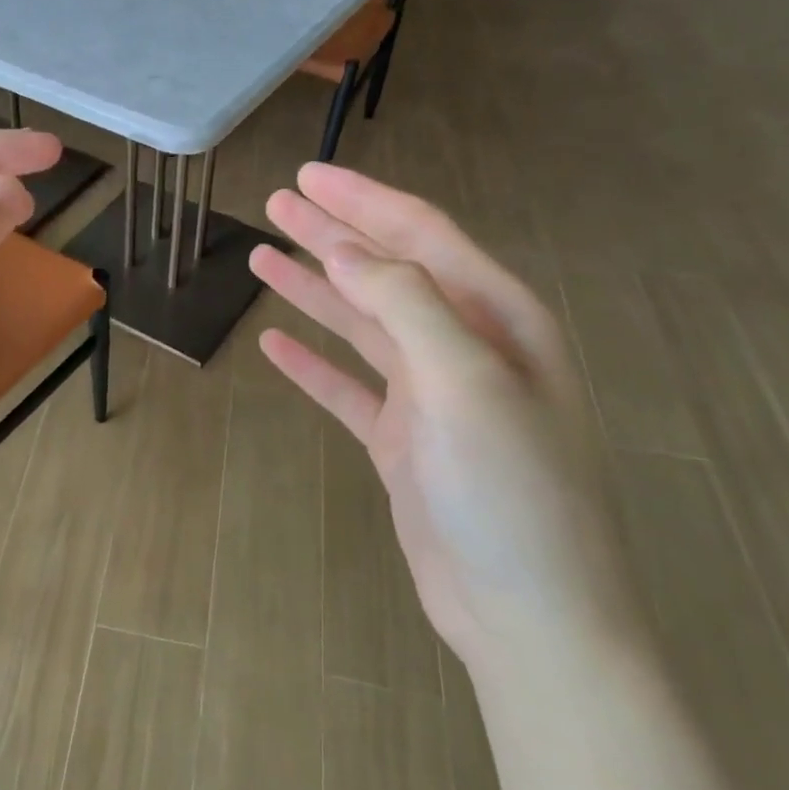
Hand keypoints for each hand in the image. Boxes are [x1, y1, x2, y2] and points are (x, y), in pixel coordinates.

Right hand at [249, 163, 641, 674]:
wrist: (527, 614)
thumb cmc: (510, 490)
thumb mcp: (466, 382)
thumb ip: (406, 304)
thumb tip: (345, 248)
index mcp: (497, 320)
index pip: (422, 237)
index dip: (363, 201)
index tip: (309, 176)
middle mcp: (465, 348)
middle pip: (385, 272)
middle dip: (332, 234)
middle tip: (276, 201)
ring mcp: (430, 397)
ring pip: (360, 325)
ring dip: (313, 290)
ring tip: (262, 256)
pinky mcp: (401, 441)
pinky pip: (347, 387)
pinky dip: (312, 363)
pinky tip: (274, 344)